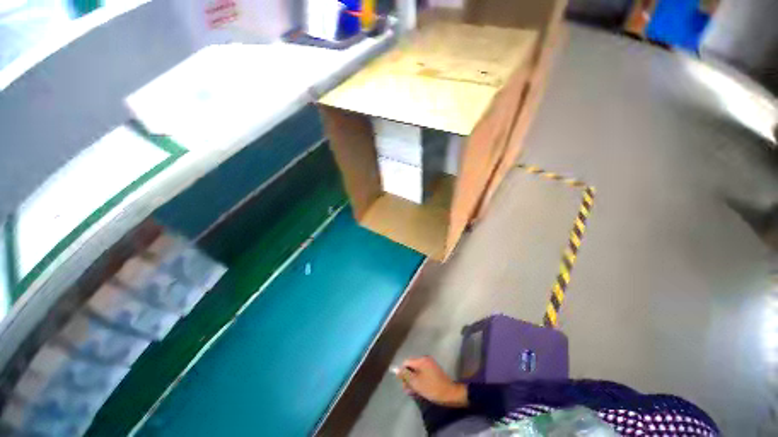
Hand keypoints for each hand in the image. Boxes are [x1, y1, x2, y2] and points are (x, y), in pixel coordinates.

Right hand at [395, 356, 467, 407]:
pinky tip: (419, 390)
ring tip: (413, 392)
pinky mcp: (434, 371)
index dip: (402, 372)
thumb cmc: (432, 387)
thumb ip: (406, 375)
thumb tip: (396, 370)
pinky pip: (422, 374)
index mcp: (421, 360)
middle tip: (407, 390)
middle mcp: (425, 359)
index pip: (406, 362)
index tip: (402, 383)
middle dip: (408, 378)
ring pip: (417, 371)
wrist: (450, 394)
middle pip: (411, 366)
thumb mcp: (416, 382)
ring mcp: (430, 365)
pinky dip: (419, 381)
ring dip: (413, 381)